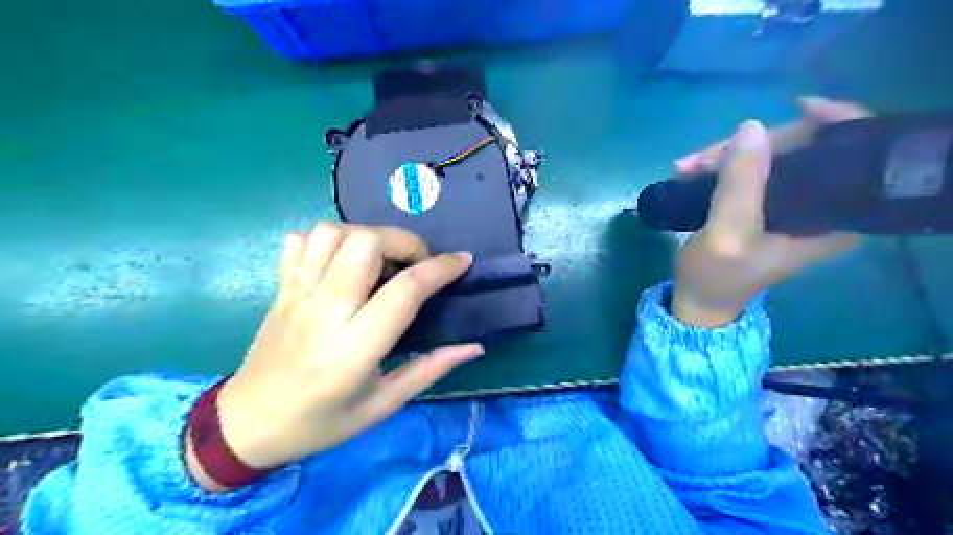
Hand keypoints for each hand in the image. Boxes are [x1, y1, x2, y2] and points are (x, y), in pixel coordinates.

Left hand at [186, 222, 484, 488]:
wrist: (247, 426)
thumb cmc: (321, 422)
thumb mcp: (383, 404)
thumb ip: (430, 369)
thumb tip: (474, 346)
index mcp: (354, 348)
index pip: (405, 290)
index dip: (440, 268)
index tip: (462, 261)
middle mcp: (325, 312)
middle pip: (365, 243)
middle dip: (403, 241)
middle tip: (416, 263)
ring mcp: (297, 294)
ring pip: (331, 233)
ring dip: (367, 235)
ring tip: (382, 260)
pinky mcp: (280, 288)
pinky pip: (300, 241)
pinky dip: (328, 239)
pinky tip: (343, 261)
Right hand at [669, 99, 868, 328]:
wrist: (699, 298)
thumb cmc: (716, 275)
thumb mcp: (727, 234)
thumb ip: (741, 184)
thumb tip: (751, 126)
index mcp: (833, 220)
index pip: (852, 157)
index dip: (832, 125)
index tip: (798, 108)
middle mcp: (821, 207)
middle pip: (802, 150)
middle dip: (750, 147)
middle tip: (700, 159)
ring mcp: (791, 204)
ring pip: (770, 156)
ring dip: (724, 156)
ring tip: (684, 168)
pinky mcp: (766, 203)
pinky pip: (752, 169)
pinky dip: (720, 165)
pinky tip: (691, 171)